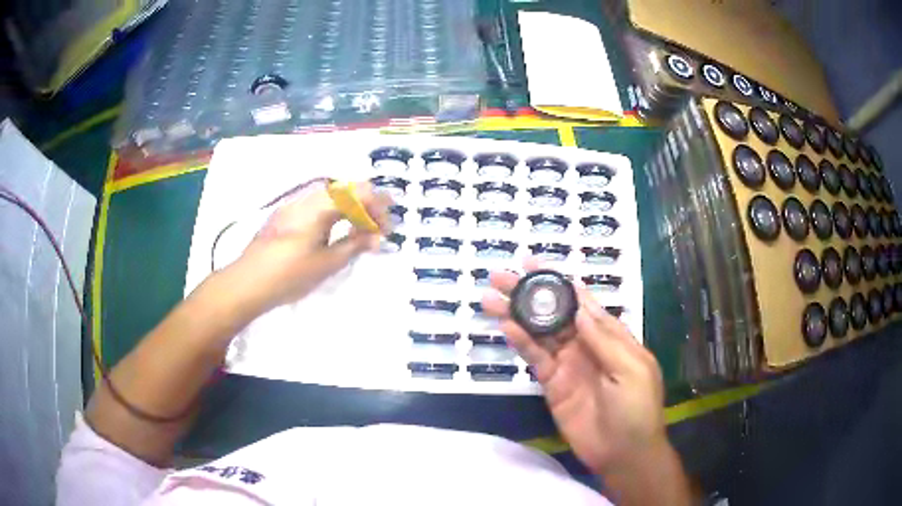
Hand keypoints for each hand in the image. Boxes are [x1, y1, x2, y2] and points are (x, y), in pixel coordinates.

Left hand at [228, 180, 391, 312]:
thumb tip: (376, 236)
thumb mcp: (327, 263)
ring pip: (332, 196)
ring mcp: (294, 204)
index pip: (360, 193)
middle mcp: (308, 197)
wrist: (247, 282)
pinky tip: (335, 231)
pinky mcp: (286, 214)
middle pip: (347, 190)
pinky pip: (318, 205)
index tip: (387, 230)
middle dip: (367, 207)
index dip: (379, 208)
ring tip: (359, 232)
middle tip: (377, 230)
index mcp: (321, 206)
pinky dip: (334, 213)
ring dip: (351, 210)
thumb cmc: (289, 274)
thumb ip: (354, 245)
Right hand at [482, 257, 667, 475]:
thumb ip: (604, 339)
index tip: (535, 264)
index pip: (582, 301)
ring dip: (517, 315)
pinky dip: (521, 343)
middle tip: (501, 277)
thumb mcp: (631, 369)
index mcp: (610, 335)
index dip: (560, 282)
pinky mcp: (552, 384)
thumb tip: (579, 307)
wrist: (623, 452)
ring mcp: (567, 364)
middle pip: (554, 313)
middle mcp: (586, 344)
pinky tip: (506, 327)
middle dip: (530, 294)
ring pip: (539, 333)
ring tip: (491, 298)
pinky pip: (535, 359)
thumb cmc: (637, 408)